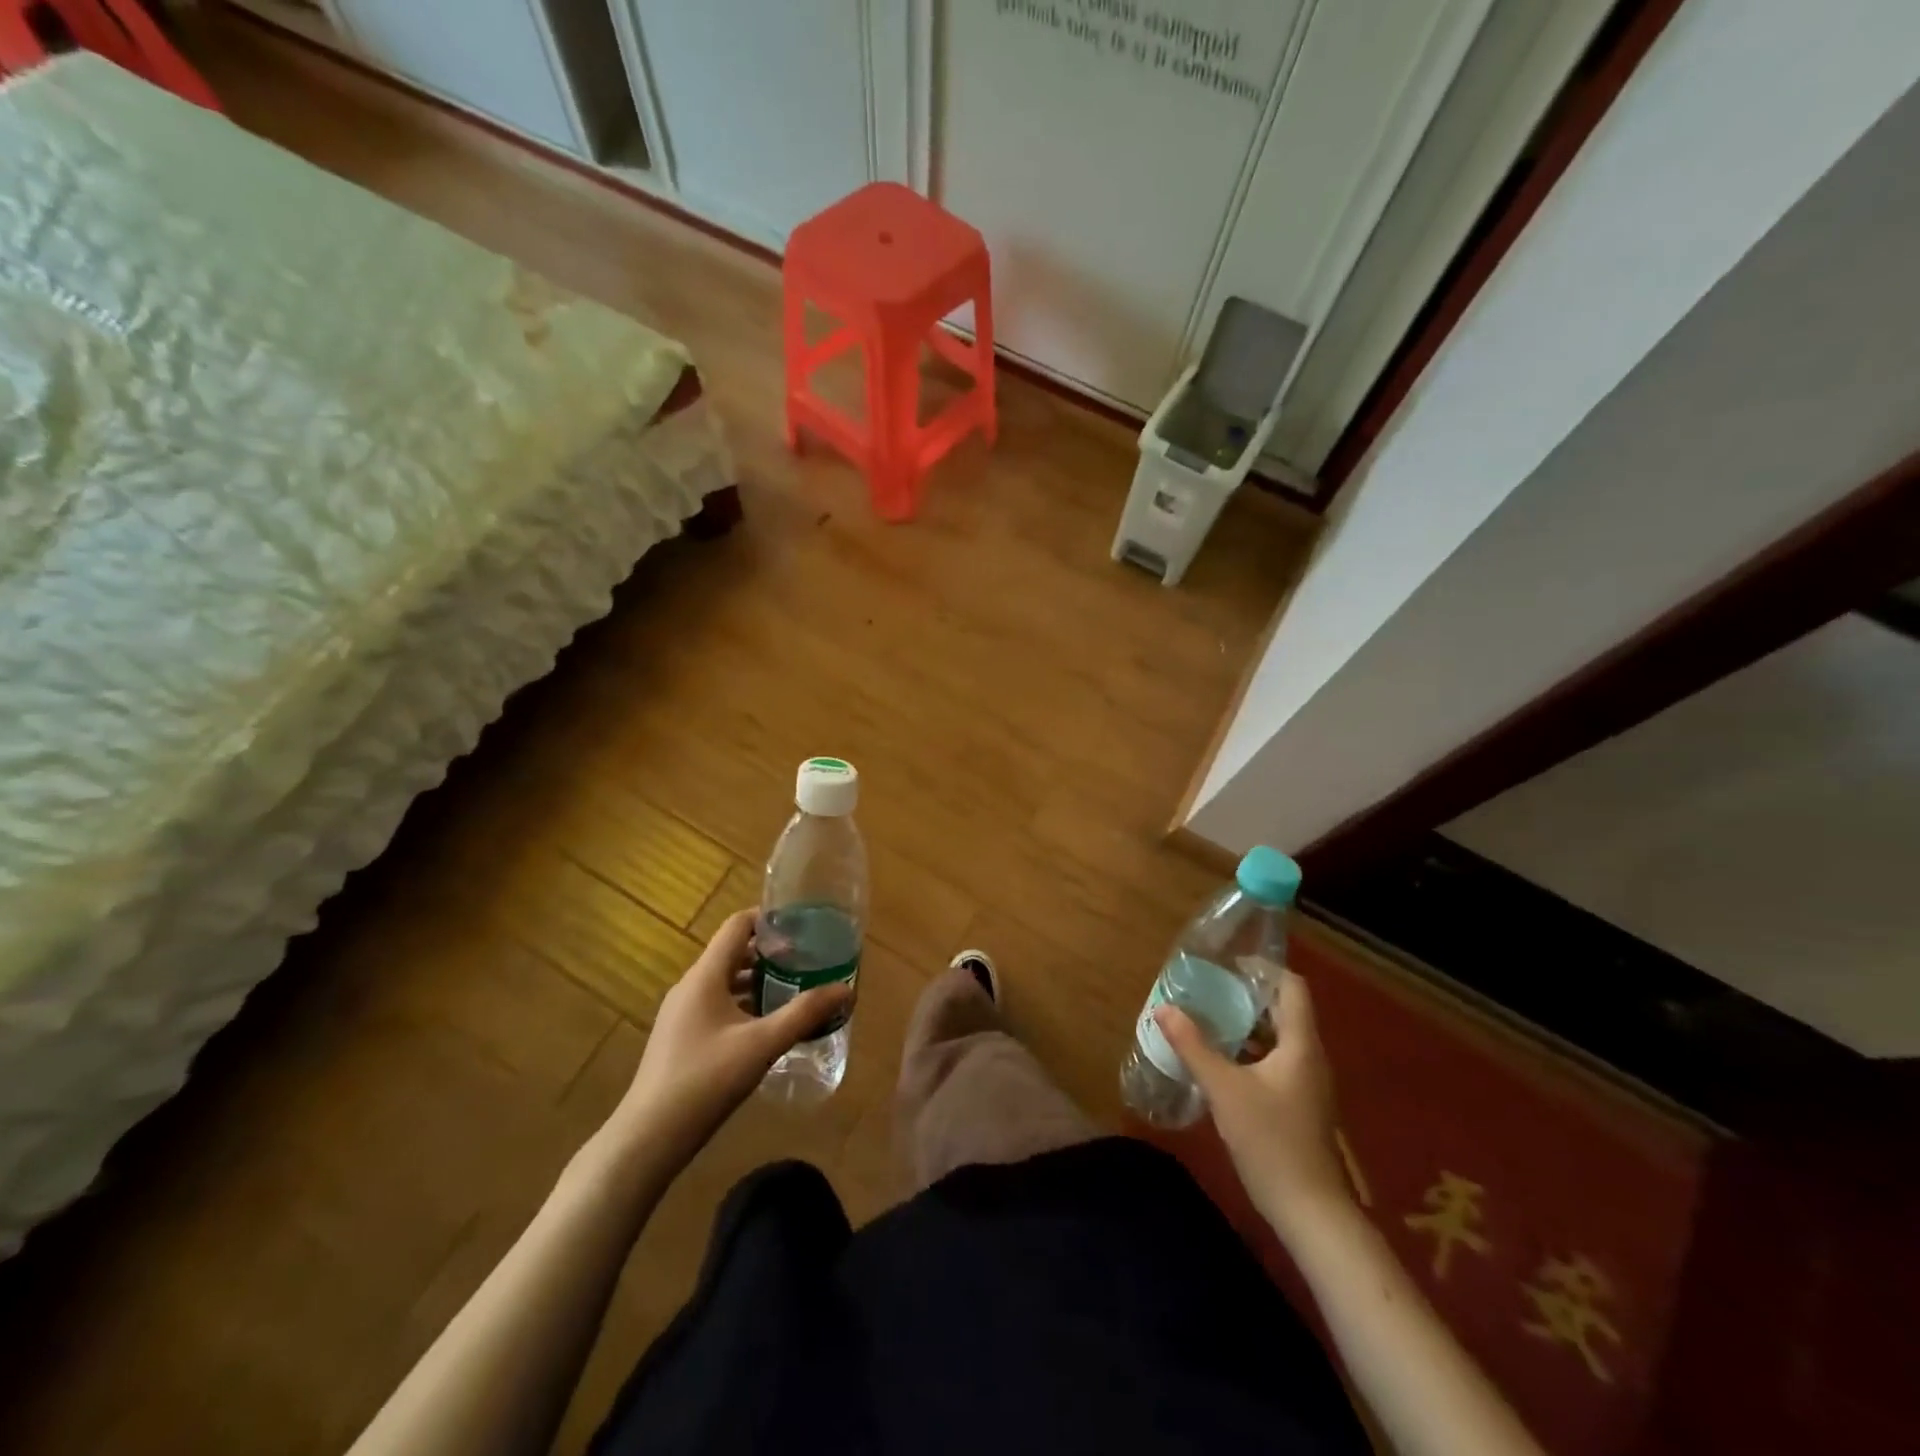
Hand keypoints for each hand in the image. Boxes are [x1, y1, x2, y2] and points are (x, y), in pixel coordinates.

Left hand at [612, 910, 851, 1167]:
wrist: (648, 1138)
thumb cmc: (705, 1080)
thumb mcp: (762, 1044)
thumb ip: (804, 1013)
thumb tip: (845, 988)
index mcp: (705, 976)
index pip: (737, 925)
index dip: (769, 919)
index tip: (803, 927)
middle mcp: (690, 986)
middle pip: (733, 952)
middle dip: (770, 953)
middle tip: (807, 961)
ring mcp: (681, 1013)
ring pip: (725, 981)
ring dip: (758, 981)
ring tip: (794, 991)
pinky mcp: (680, 1038)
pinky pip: (717, 1005)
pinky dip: (744, 1004)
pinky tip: (767, 1028)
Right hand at [1155, 970, 1352, 1239]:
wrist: (1311, 1212)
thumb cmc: (1271, 1142)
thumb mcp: (1224, 1090)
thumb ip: (1193, 1046)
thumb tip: (1163, 1009)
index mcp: (1301, 1044)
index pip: (1292, 987)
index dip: (1262, 969)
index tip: (1227, 965)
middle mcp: (1310, 1057)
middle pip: (1284, 1010)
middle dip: (1247, 996)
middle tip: (1209, 989)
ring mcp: (1308, 1084)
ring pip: (1279, 1038)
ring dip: (1247, 1025)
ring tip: (1209, 1019)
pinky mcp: (1301, 1106)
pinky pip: (1277, 1062)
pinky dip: (1251, 1052)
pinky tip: (1222, 1063)